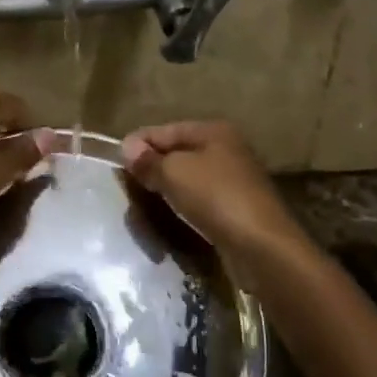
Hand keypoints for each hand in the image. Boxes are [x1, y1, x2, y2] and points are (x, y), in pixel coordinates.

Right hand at [122, 121, 299, 265]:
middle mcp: (226, 148)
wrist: (261, 245)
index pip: (164, 130)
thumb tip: (127, 147)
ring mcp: (233, 178)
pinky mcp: (236, 206)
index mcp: (213, 131)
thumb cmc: (215, 198)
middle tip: (127, 185)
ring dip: (166, 187)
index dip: (138, 144)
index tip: (115, 163)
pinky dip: (183, 204)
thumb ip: (148, 160)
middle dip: (152, 167)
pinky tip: (170, 214)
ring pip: (188, 177)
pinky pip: (199, 198)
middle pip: (177, 153)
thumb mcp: (173, 173)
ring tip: (144, 202)